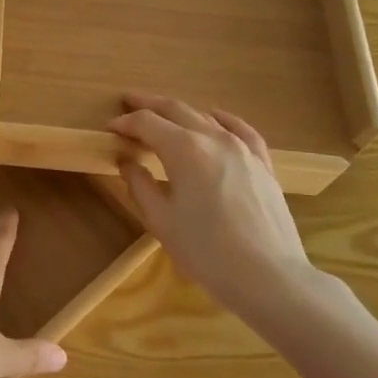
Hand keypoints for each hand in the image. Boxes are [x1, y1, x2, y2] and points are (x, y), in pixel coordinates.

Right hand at [110, 92, 330, 317]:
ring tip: (163, 115)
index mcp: (183, 149)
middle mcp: (213, 138)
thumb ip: (140, 184)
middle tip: (128, 101)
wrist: (268, 276)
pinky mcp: (262, 164)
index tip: (110, 128)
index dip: (125, 122)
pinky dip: (223, 120)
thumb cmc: (206, 250)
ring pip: (206, 118)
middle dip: (149, 105)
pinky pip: (241, 130)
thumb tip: (128, 161)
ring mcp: (242, 148)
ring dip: (180, 113)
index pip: (146, 123)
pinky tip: (216, 118)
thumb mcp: (160, 220)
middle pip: (176, 110)